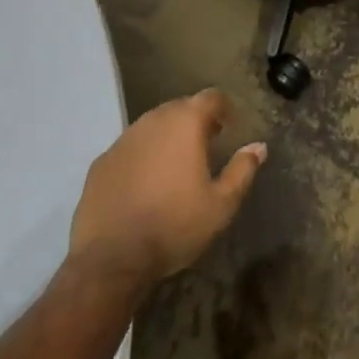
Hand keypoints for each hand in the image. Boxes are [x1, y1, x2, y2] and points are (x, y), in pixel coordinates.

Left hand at [68, 89, 265, 283]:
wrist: (110, 261)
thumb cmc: (173, 226)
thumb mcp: (221, 205)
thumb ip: (242, 170)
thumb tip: (259, 147)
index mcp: (185, 122)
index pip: (211, 97)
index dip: (224, 108)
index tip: (230, 127)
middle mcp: (153, 120)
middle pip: (180, 108)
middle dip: (195, 121)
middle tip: (205, 145)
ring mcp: (123, 140)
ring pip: (152, 127)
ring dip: (166, 137)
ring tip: (174, 165)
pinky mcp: (100, 163)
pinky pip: (128, 149)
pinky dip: (141, 157)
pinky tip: (143, 184)